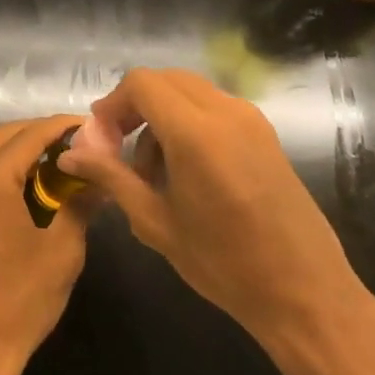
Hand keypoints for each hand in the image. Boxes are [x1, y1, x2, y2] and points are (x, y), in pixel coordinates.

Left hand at [0, 116, 88, 374]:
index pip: (31, 134)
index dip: (63, 126)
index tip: (92, 126)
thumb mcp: (63, 248)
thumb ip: (80, 201)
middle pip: (6, 135)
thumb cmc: (22, 298)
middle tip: (81, 142)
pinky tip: (37, 181)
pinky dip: (8, 167)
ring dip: (24, 149)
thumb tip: (102, 173)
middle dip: (43, 134)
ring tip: (64, 159)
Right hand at [60, 69, 373, 347]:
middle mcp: (226, 112)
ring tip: (152, 171)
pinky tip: (185, 170)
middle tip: (118, 149)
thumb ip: (110, 177)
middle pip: (165, 80)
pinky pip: (213, 108)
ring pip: (189, 91)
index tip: (101, 140)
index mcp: (196, 133)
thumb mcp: (155, 222)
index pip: (141, 83)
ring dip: (160, 115)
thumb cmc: (224, 264)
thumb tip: (68, 154)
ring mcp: (251, 120)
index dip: (113, 104)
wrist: (306, 295)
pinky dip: (187, 122)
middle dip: (134, 106)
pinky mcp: (265, 135)